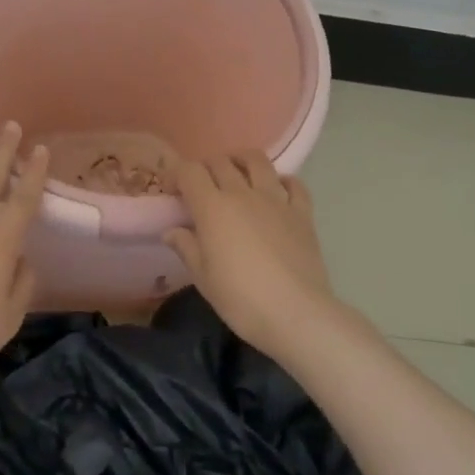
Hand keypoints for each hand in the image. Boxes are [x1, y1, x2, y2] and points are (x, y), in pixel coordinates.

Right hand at [167, 152, 336, 358]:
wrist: (296, 313)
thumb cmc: (241, 299)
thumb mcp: (204, 278)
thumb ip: (186, 247)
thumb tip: (172, 230)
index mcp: (213, 207)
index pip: (190, 172)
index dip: (177, 174)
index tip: (173, 190)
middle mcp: (243, 193)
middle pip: (221, 162)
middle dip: (206, 167)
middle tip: (201, 186)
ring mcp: (276, 199)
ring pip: (257, 161)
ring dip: (242, 161)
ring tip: (237, 173)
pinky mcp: (302, 212)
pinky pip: (293, 184)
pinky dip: (282, 181)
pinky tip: (277, 191)